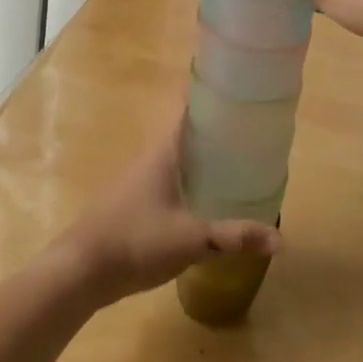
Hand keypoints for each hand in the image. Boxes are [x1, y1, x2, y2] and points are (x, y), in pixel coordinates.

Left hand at [51, 114, 280, 307]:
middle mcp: (152, 155)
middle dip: (218, 129)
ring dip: (204, 157)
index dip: (214, 96)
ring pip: (180, 157)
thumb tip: (281, 240)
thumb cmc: (136, 240)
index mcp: (165, 149)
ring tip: (239, 162)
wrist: (81, 270)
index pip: (190, 107)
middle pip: (189, 131)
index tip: (242, 92)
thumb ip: (234, 237)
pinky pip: (171, 179)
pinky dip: (192, 180)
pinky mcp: (136, 201)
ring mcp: (141, 178)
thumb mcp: (191, 239)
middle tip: (254, 132)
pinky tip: (209, 199)